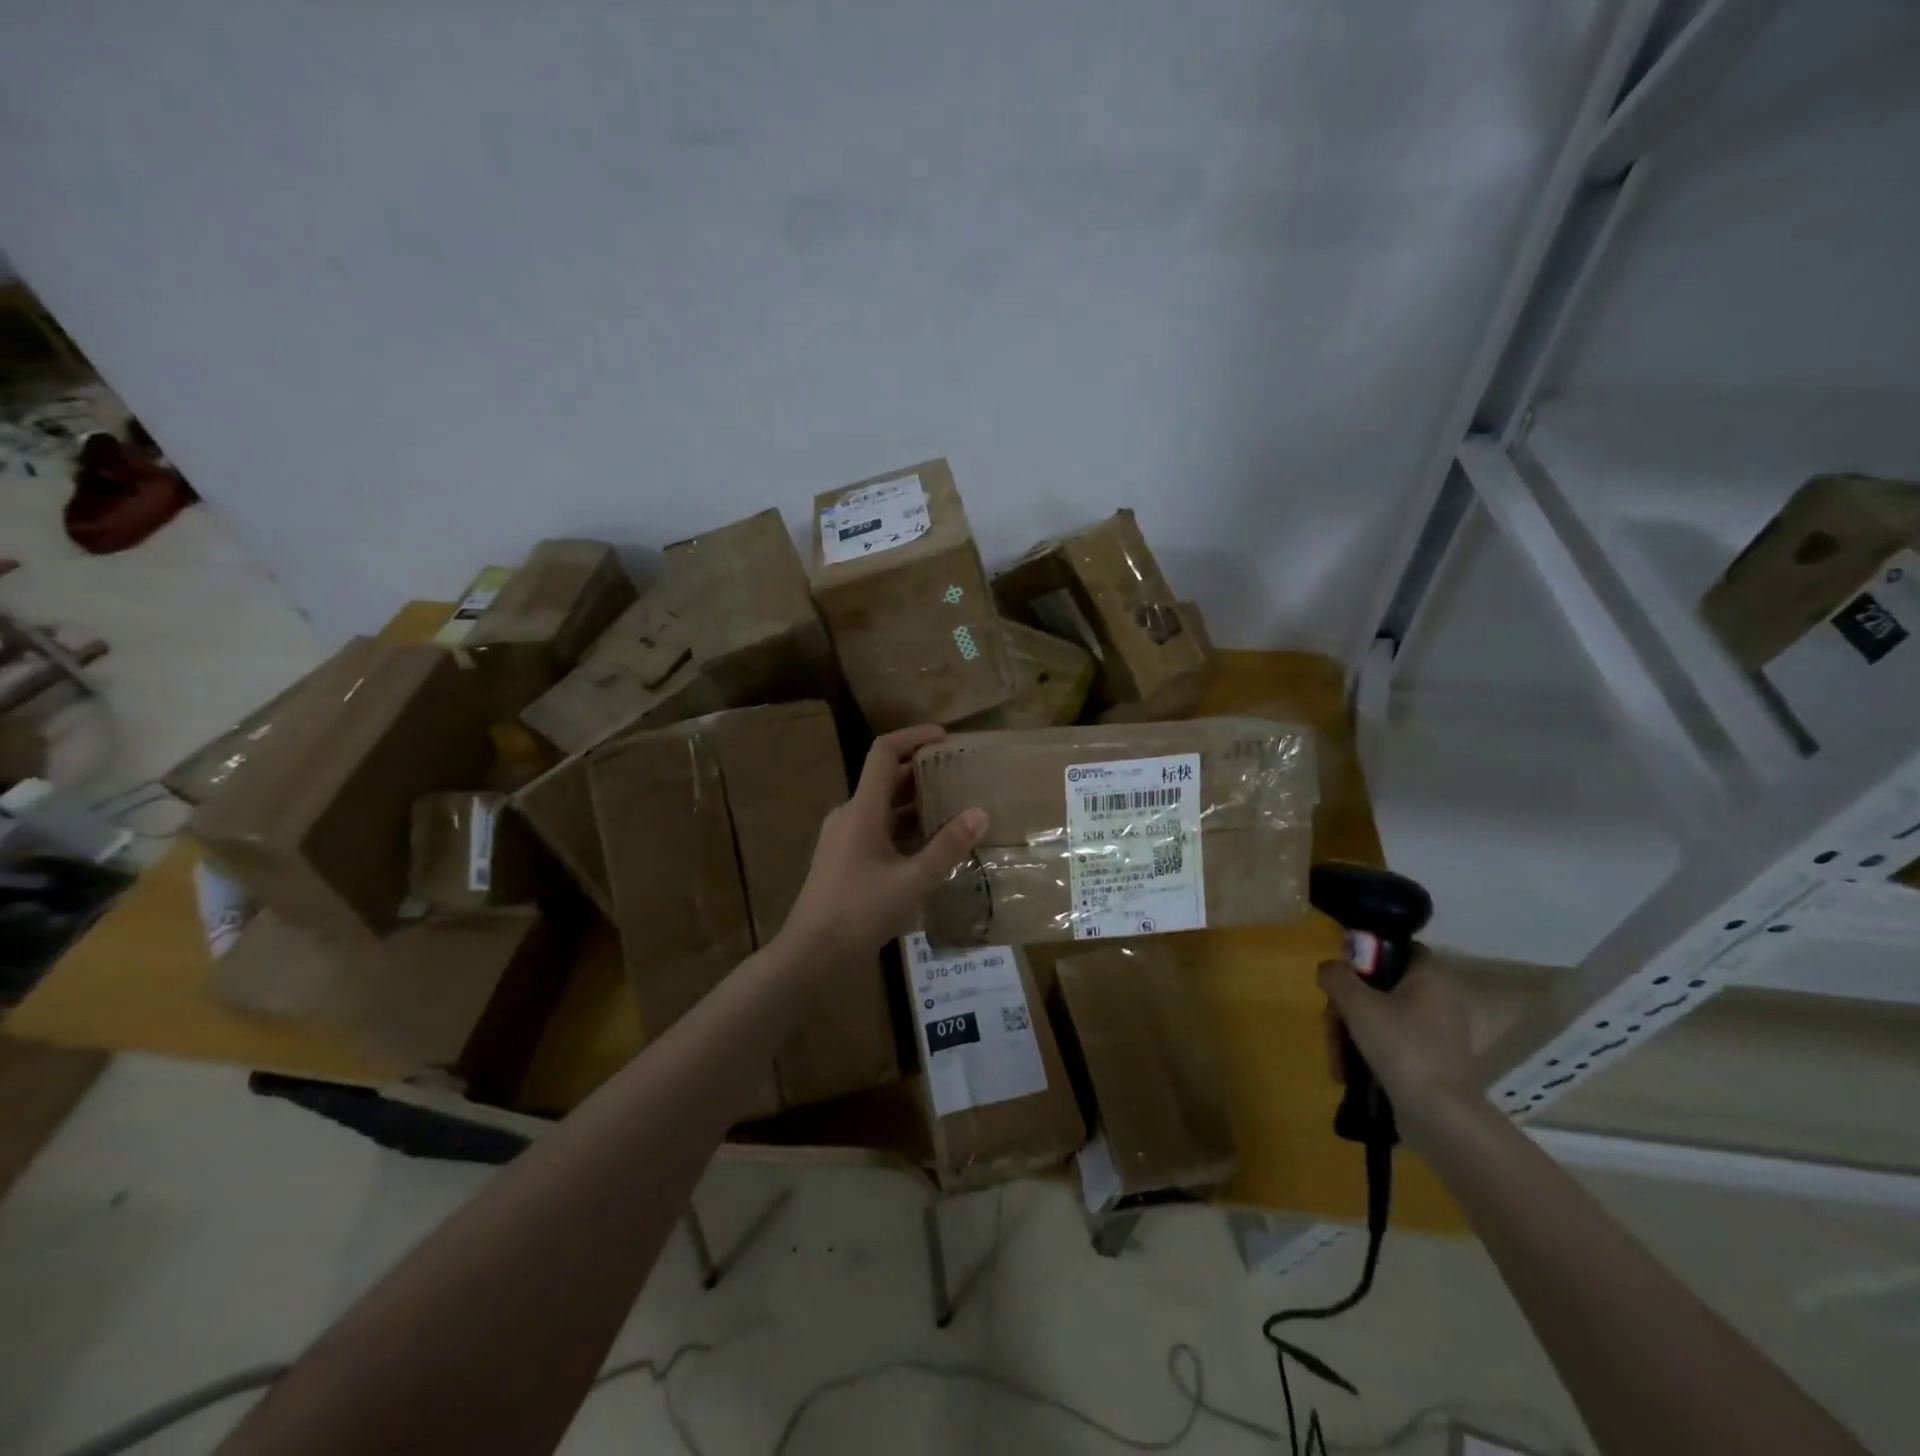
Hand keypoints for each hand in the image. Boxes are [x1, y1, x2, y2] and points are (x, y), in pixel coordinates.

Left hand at [779, 725, 987, 970]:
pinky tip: (929, 847)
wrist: (810, 954)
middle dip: (922, 772)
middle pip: (886, 779)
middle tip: (959, 775)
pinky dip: (903, 828)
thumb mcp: (913, 881)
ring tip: (953, 808)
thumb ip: (947, 847)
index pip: (884, 753)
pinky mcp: (843, 859)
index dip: (914, 736)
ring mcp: (843, 838)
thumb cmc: (860, 911)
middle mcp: (849, 815)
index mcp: (862, 809)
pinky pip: (877, 830)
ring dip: (915, 804)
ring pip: (882, 807)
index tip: (946, 737)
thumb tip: (980, 813)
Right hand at [1319, 951, 1478, 1145]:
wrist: (1440, 1116)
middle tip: (1331, 1026)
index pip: (1401, 948)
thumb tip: (1329, 969)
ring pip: (1380, 1017)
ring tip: (1337, 1061)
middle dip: (1346, 1007)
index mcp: (1430, 977)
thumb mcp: (1357, 1003)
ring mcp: (1436, 1034)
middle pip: (1379, 987)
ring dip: (1350, 1034)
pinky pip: (1391, 1044)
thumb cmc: (1401, 1046)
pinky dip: (1367, 1054)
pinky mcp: (1430, 1063)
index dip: (1370, 954)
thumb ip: (1336, 976)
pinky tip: (1348, 1073)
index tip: (1344, 973)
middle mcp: (1438, 1000)